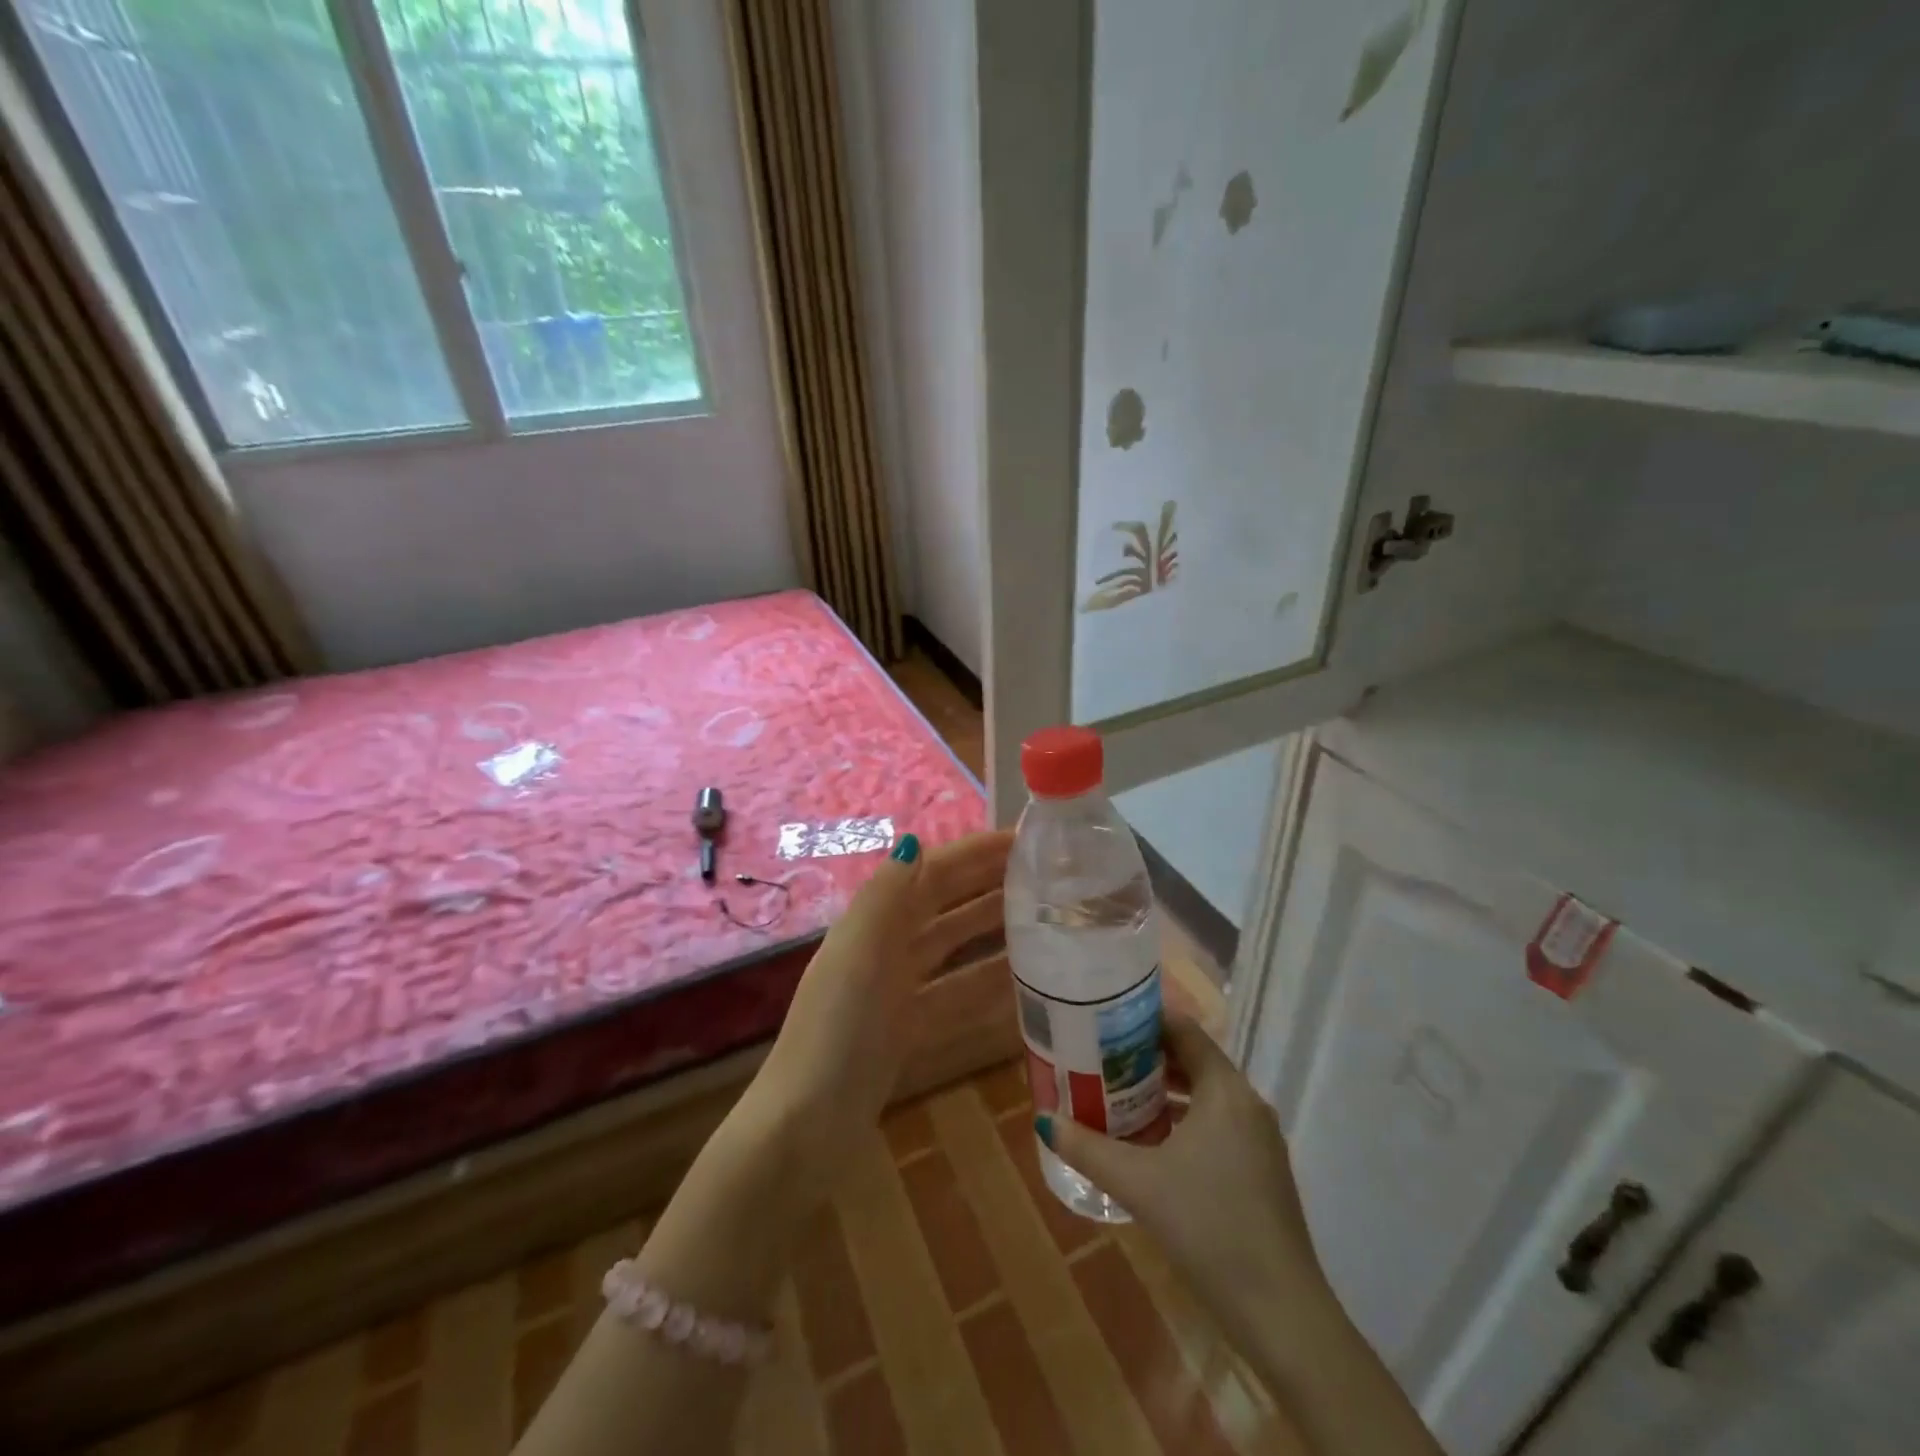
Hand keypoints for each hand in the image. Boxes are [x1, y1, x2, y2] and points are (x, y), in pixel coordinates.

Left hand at [744, 828, 1012, 1195]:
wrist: (807, 1127)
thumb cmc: (836, 1032)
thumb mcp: (859, 954)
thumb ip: (886, 897)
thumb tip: (916, 840)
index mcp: (872, 923)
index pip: (931, 873)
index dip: (973, 853)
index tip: (1024, 842)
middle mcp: (884, 948)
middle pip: (945, 905)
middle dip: (988, 885)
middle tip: (1046, 876)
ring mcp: (897, 991)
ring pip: (954, 949)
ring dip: (993, 932)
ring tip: (1045, 921)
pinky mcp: (908, 1030)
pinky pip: (957, 996)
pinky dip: (986, 985)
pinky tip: (1025, 984)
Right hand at [1037, 1012, 1327, 1349]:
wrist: (1281, 1313)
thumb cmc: (1208, 1227)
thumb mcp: (1138, 1183)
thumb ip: (1088, 1148)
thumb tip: (1044, 1120)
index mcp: (1225, 1090)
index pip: (1184, 1030)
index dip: (1144, 1019)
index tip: (1106, 1019)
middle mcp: (1247, 1103)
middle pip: (1193, 1059)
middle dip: (1147, 1055)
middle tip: (1101, 1055)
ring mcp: (1260, 1138)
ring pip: (1206, 1094)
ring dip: (1165, 1090)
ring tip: (1118, 1093)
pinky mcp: (1263, 1170)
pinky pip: (1218, 1123)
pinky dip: (1185, 1119)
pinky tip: (1153, 1142)